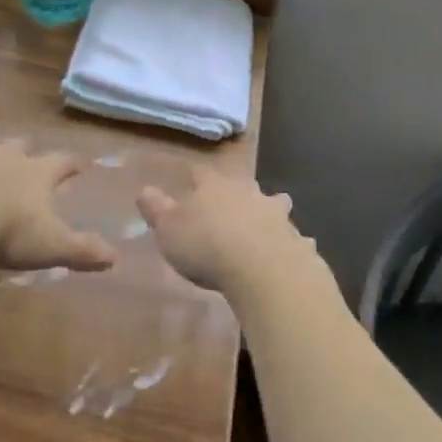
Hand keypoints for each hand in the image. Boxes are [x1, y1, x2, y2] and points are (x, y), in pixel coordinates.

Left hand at [0, 131, 117, 273]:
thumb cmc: (7, 230)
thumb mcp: (51, 245)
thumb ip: (82, 250)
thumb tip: (117, 259)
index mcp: (37, 173)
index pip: (63, 162)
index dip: (73, 164)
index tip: (80, 164)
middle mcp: (7, 154)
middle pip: (20, 143)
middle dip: (23, 146)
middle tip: (24, 149)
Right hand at [137, 166, 316, 294]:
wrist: (261, 268)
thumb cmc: (206, 246)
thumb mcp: (168, 229)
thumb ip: (156, 208)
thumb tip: (144, 189)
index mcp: (214, 186)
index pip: (201, 173)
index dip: (194, 178)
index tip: (190, 181)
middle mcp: (247, 192)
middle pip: (242, 184)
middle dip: (237, 191)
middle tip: (231, 201)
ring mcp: (275, 213)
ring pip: (274, 204)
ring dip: (271, 210)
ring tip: (269, 219)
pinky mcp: (294, 239)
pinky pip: (294, 237)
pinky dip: (294, 242)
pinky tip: (297, 250)